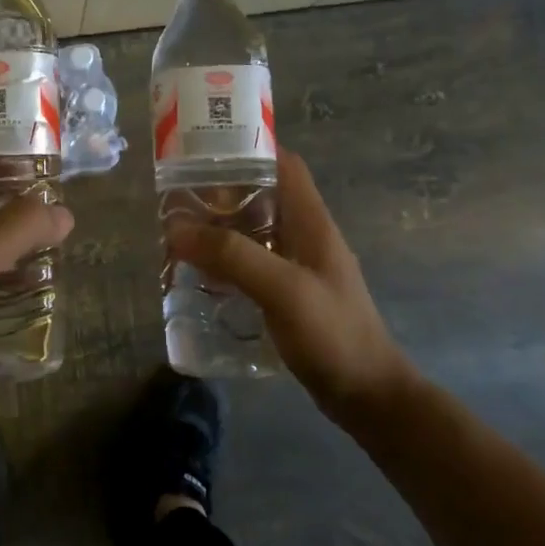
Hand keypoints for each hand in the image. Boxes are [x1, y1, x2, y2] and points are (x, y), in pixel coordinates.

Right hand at [166, 149, 418, 426]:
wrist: (368, 397)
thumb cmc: (333, 334)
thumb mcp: (283, 289)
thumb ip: (233, 256)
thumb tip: (176, 228)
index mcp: (311, 222)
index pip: (284, 165)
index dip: (249, 148)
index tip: (206, 149)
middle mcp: (304, 236)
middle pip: (261, 196)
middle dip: (221, 192)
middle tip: (177, 198)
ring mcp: (298, 266)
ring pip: (253, 231)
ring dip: (219, 229)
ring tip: (179, 234)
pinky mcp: (288, 294)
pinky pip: (251, 264)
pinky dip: (225, 262)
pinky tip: (200, 275)